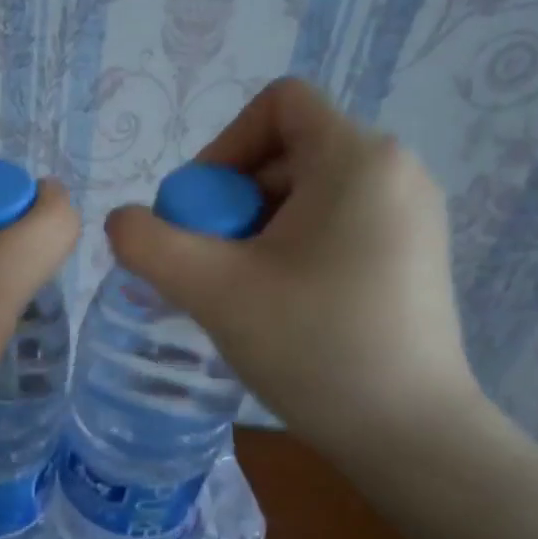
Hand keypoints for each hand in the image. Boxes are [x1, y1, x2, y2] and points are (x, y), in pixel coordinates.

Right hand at [104, 78, 483, 464]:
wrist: (409, 435)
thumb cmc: (313, 347)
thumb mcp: (213, 290)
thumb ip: (149, 243)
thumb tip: (124, 221)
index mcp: (358, 158)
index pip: (278, 103)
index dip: (223, 147)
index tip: (202, 214)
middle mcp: (395, 170)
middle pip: (287, 152)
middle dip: (233, 201)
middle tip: (212, 265)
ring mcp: (412, 215)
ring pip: (307, 193)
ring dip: (257, 230)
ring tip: (241, 291)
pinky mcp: (413, 255)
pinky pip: (335, 225)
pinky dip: (292, 249)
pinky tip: (279, 305)